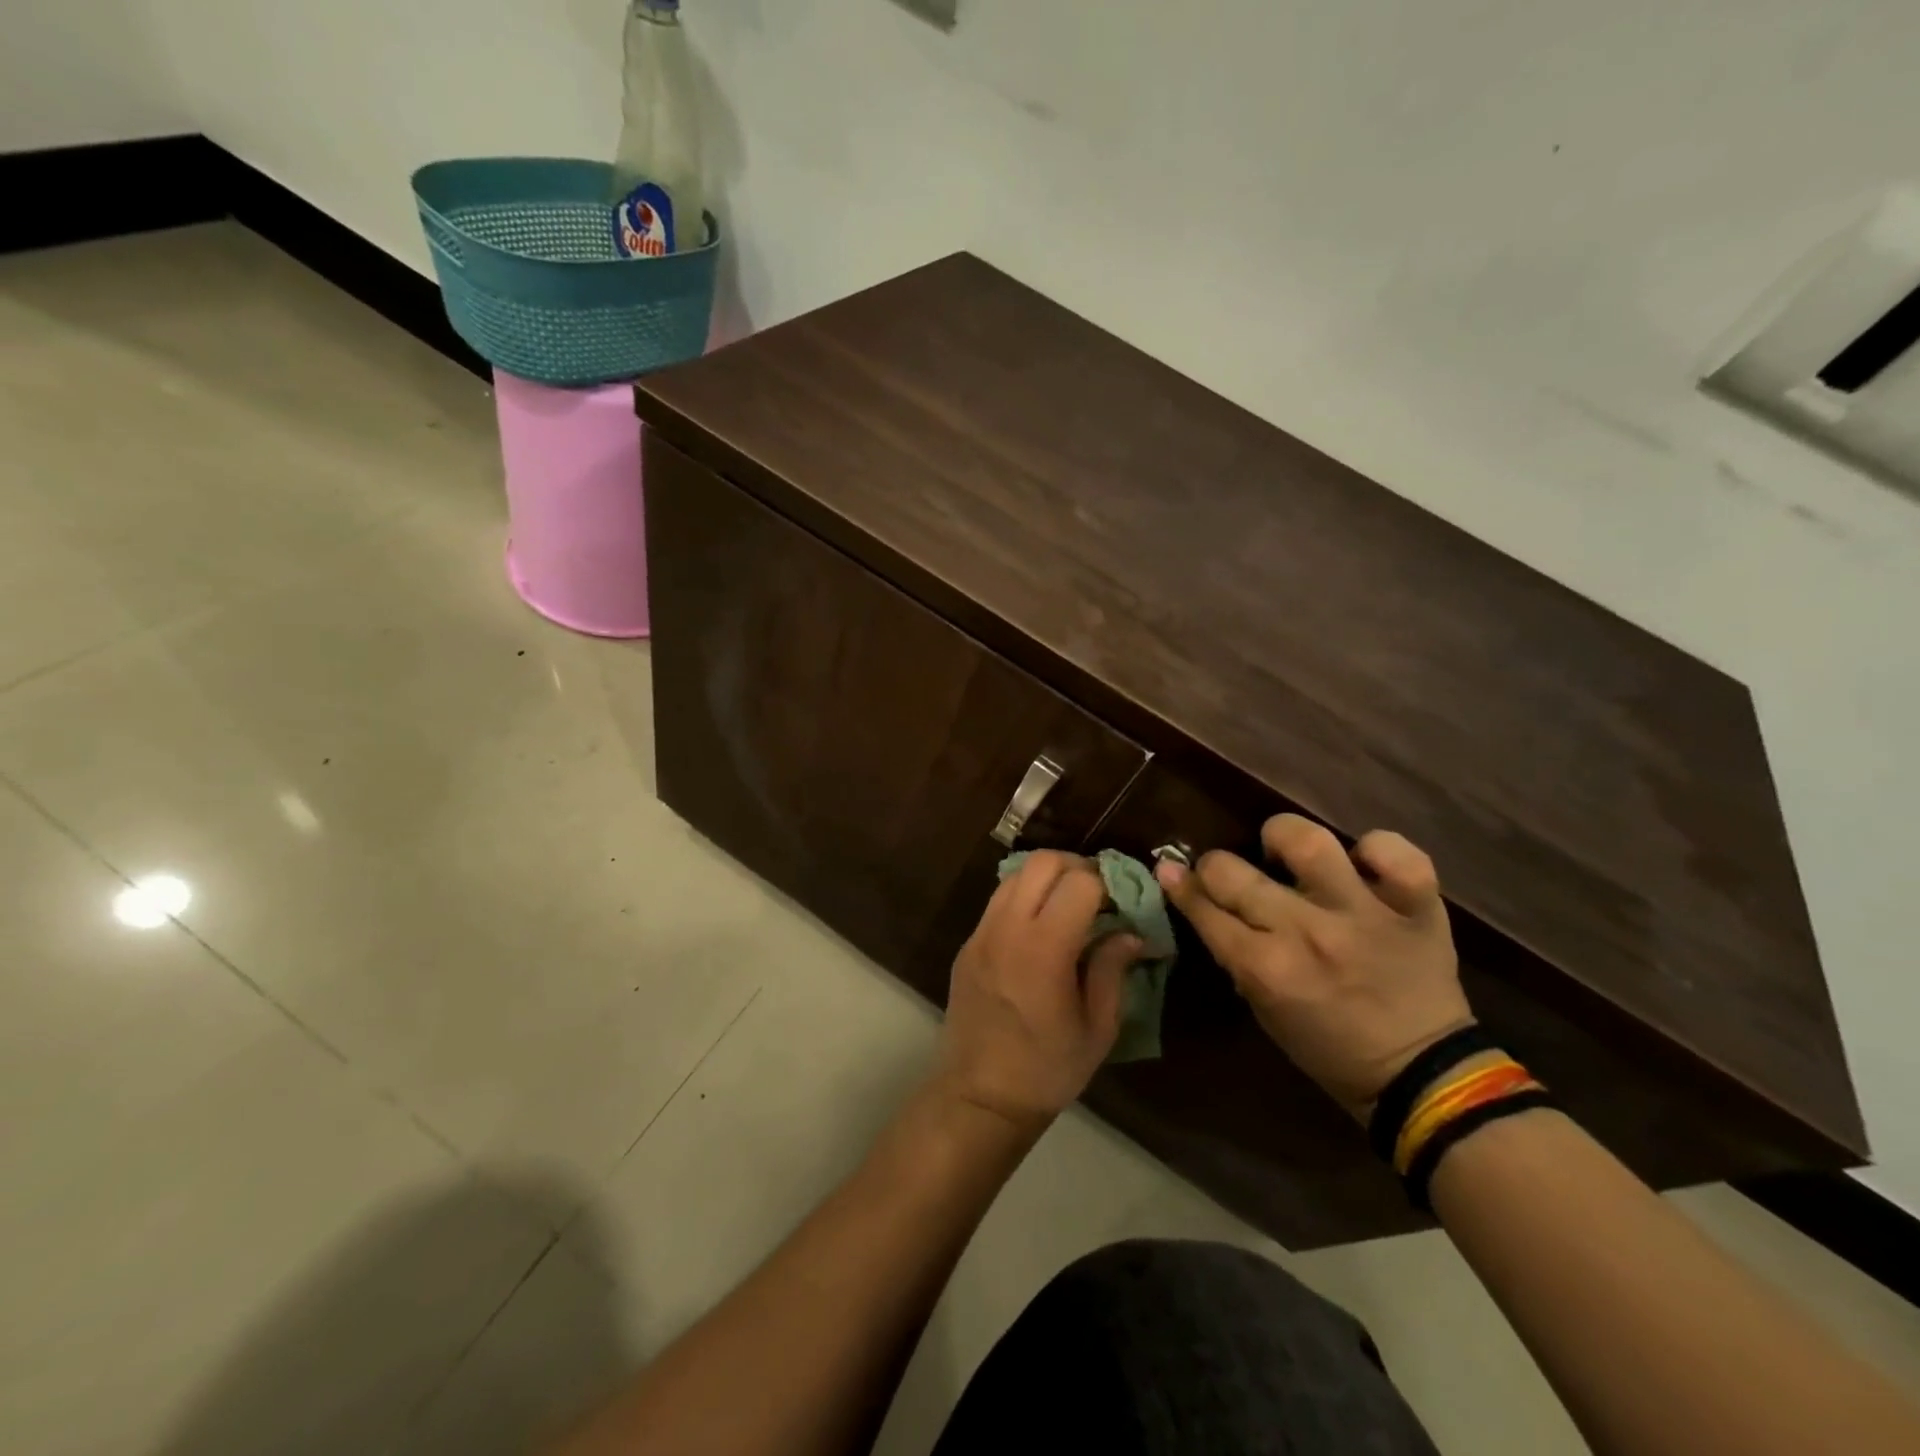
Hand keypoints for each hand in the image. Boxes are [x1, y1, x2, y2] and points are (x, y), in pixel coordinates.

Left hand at [933, 851, 1139, 1135]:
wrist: (980, 1096)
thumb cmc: (1047, 1070)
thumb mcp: (1097, 1028)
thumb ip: (1112, 971)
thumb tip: (1131, 934)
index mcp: (1044, 949)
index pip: (1080, 882)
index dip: (1109, 883)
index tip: (1124, 902)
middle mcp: (1007, 928)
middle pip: (1042, 862)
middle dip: (1077, 866)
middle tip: (1099, 893)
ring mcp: (981, 933)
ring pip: (1015, 874)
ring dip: (1047, 877)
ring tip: (1071, 906)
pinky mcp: (968, 943)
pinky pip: (998, 900)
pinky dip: (1024, 896)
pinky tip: (1042, 927)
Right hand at [1156, 815, 1472, 1118]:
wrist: (1425, 1075)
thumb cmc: (1330, 1048)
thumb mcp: (1265, 1010)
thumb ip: (1235, 956)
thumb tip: (1204, 906)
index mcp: (1267, 969)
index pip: (1204, 910)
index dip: (1180, 887)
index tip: (1171, 872)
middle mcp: (1308, 933)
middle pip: (1232, 872)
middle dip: (1213, 867)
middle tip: (1225, 873)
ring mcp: (1364, 914)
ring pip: (1308, 841)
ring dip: (1284, 838)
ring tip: (1285, 852)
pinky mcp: (1415, 907)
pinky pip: (1396, 852)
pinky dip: (1376, 851)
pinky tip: (1363, 866)